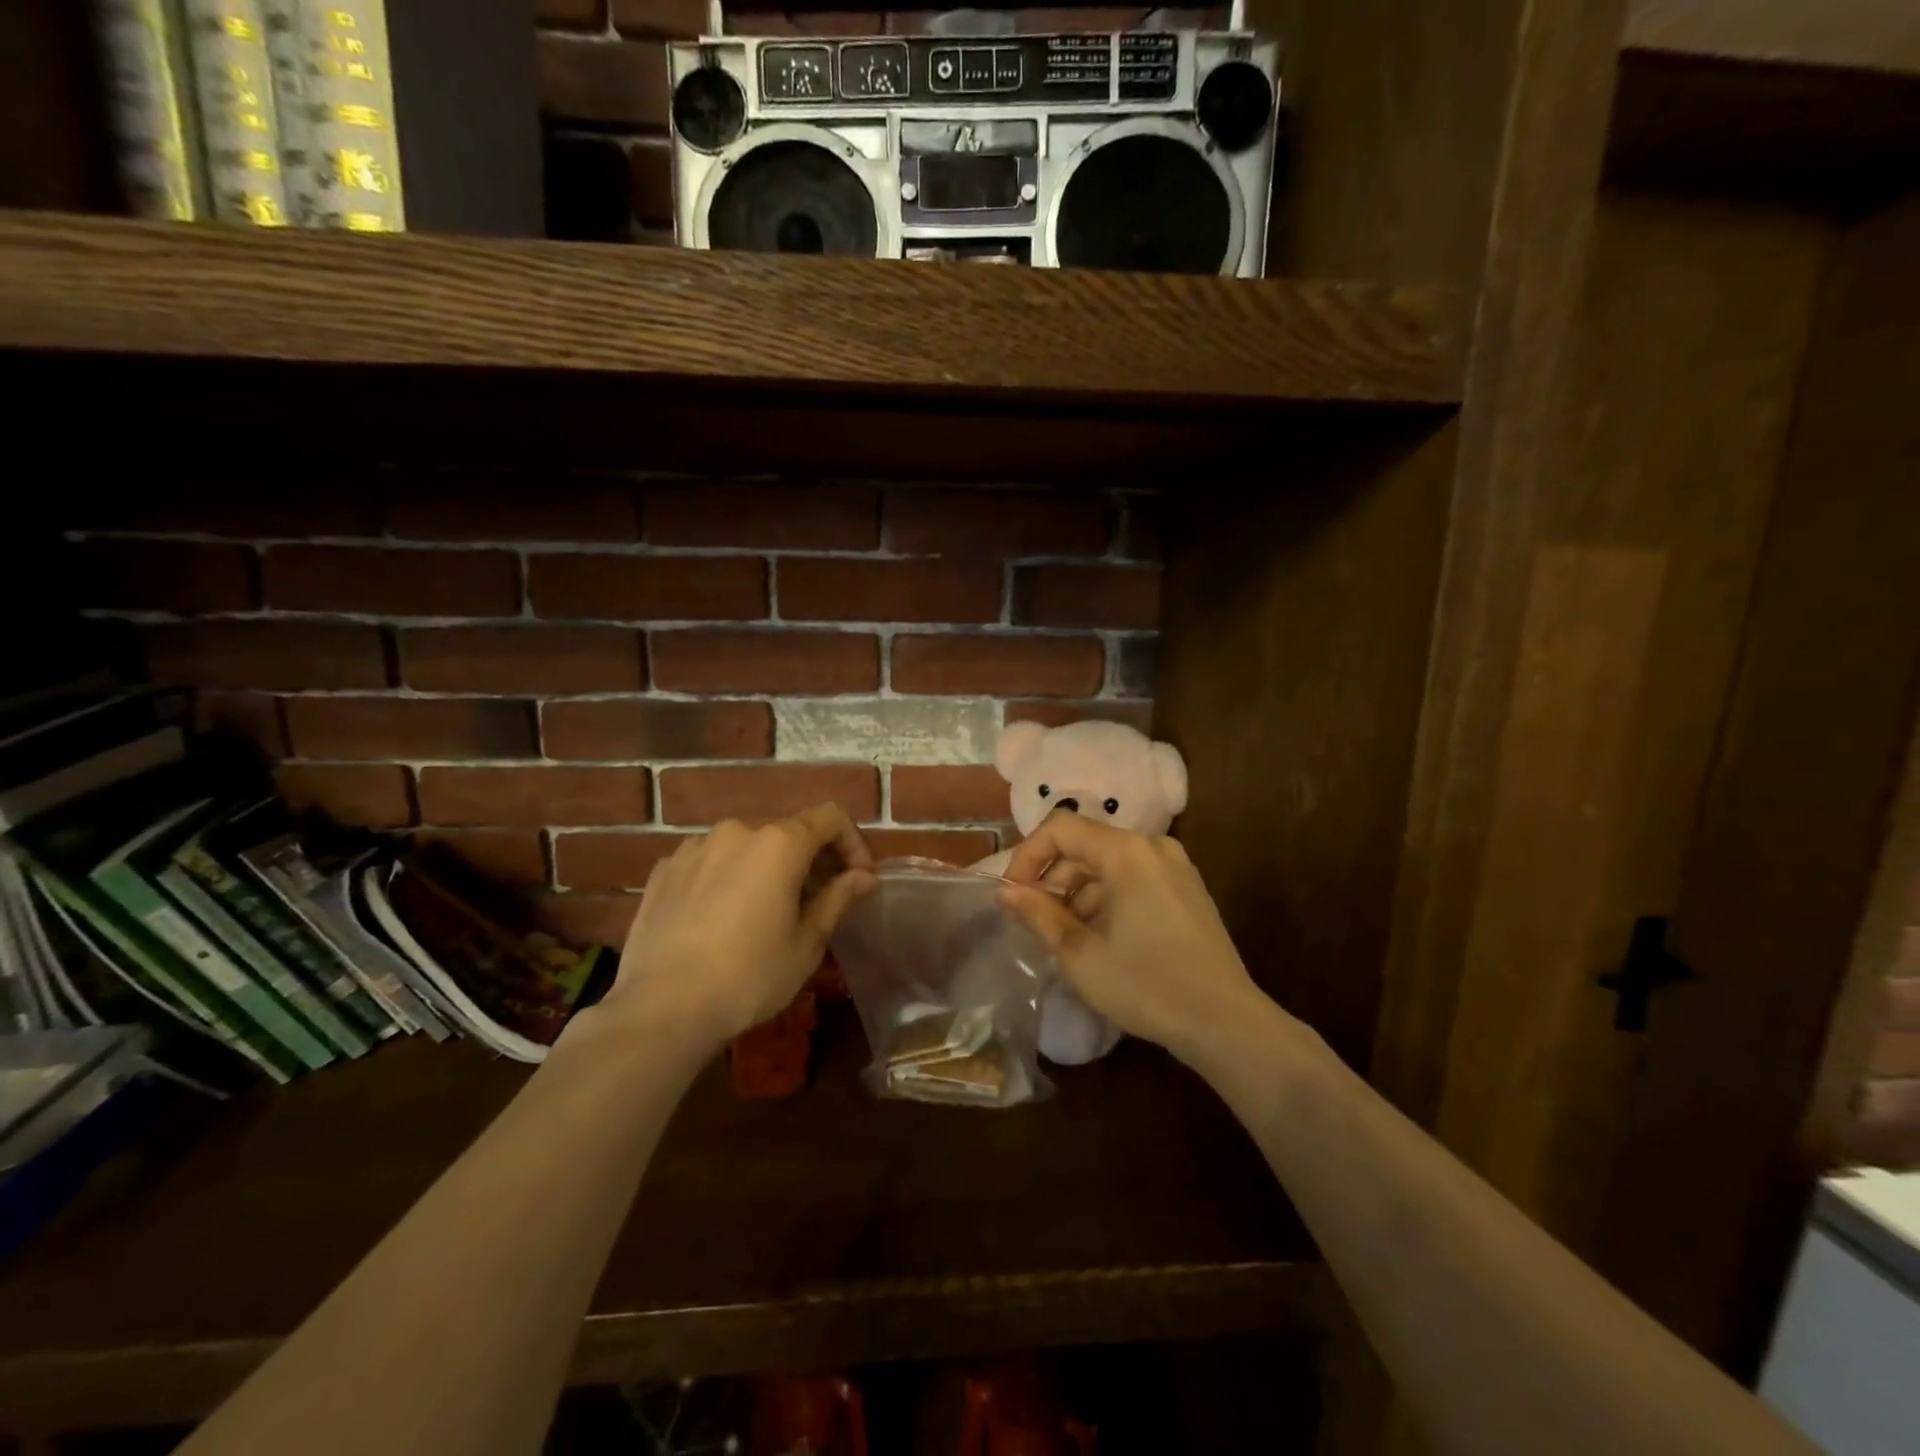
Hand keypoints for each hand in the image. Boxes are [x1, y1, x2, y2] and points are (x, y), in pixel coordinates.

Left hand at [603, 805, 877, 1044]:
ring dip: (766, 868)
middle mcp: (736, 831)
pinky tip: (721, 919)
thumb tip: (865, 876)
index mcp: (778, 843)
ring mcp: (694, 847)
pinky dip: (728, 877)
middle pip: (787, 831)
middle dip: (810, 860)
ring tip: (765, 912)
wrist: (661, 1009)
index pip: (830, 817)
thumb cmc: (749, 976)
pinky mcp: (664, 870)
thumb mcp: (807, 942)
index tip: (858, 879)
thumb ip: (839, 898)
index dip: (852, 842)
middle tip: (816, 903)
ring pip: (746, 846)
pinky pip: (710, 862)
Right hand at [997, 813, 1268, 1061]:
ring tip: (1067, 937)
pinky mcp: (1186, 888)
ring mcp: (1174, 866)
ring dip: (1078, 892)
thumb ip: (1038, 914)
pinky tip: (1101, 938)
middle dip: (1053, 878)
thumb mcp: (1080, 954)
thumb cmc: (1147, 985)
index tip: (1013, 896)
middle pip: (1085, 844)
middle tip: (1036, 922)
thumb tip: (1004, 892)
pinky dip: (1106, 897)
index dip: (1027, 856)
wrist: (1226, 1023)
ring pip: (1107, 863)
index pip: (1060, 828)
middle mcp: (1152, 846)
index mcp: (1126, 852)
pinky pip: (1132, 877)